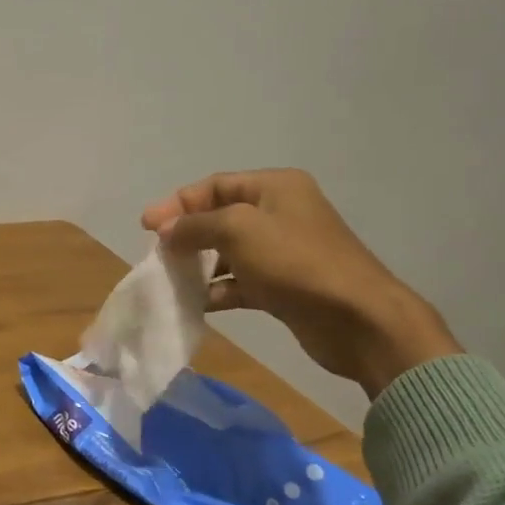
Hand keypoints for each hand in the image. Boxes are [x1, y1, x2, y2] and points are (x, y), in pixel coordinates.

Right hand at [141, 169, 459, 397]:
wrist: (357, 319)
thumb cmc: (296, 262)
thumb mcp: (238, 230)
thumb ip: (196, 225)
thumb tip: (165, 229)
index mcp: (275, 187)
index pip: (215, 185)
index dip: (178, 203)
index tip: (146, 226)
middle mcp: (280, 213)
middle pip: (220, 217)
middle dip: (186, 234)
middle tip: (157, 254)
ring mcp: (283, 252)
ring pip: (228, 252)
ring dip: (198, 265)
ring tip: (170, 280)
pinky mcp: (283, 287)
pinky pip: (240, 282)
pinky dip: (217, 290)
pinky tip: (195, 304)